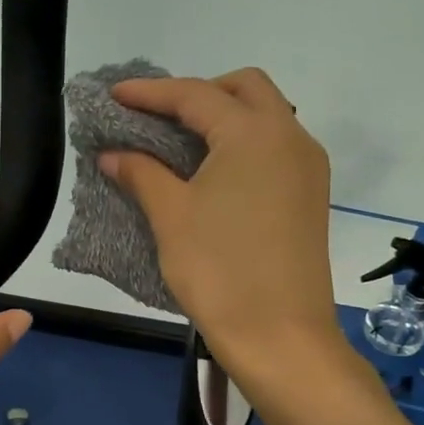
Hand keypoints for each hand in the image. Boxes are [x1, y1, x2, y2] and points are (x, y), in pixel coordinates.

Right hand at [99, 68, 346, 385]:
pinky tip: (212, 171)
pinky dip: (242, 143)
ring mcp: (307, 167)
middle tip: (158, 117)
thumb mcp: (171, 216)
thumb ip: (141, 173)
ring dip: (223, 116)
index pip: (195, 95)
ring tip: (180, 143)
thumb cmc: (219, 270)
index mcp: (254, 133)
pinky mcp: (310, 194)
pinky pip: (275, 147)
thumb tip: (113, 154)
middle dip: (198, 92)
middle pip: (244, 88)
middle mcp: (290, 137)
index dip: (150, 92)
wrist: (279, 336)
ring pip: (266, 115)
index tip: (114, 95)